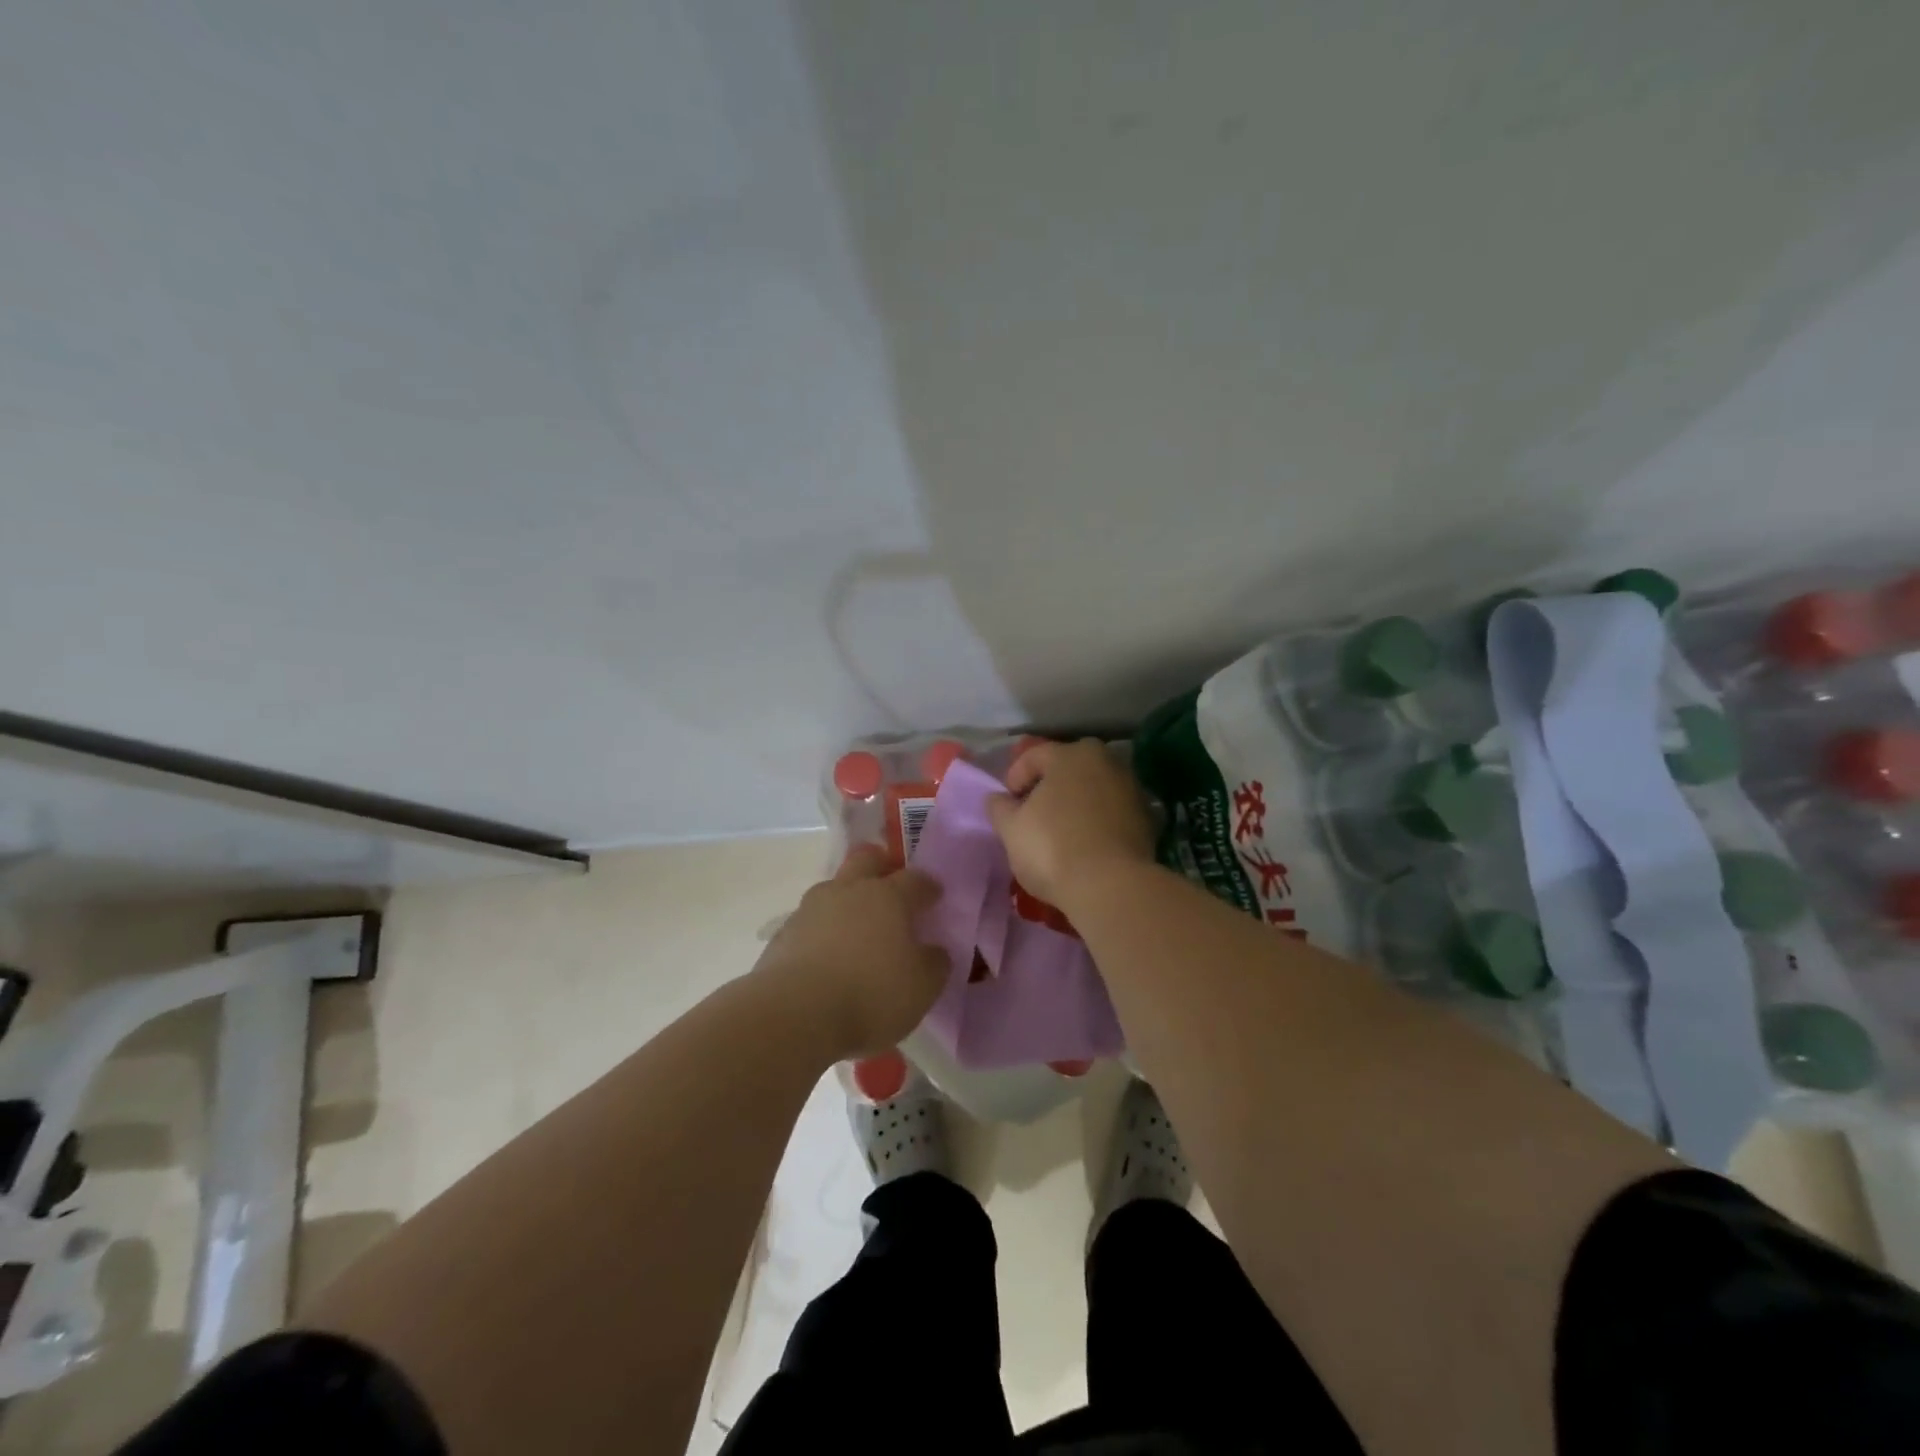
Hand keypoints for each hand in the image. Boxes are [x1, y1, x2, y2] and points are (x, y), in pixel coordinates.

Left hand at [754, 846, 948, 1059]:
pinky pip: (810, 922)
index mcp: (888, 896)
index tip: (935, 896)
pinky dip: (822, 931)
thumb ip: (934, 963)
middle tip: (891, 887)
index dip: (928, 886)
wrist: (795, 1015)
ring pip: (833, 889)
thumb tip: (934, 951)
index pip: (915, 879)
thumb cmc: (871, 995)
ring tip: (856, 929)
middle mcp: (848, 891)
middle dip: (881, 867)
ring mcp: (811, 909)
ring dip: (847, 900)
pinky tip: (826, 957)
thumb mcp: (922, 987)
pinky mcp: (783, 934)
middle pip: (866, 861)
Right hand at [985, 739, 1155, 909]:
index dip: (1014, 779)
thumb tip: (998, 798)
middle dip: (1048, 789)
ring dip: (1075, 805)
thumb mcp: (1011, 828)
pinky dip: (1096, 823)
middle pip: (1067, 770)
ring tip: (1059, 834)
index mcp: (1071, 754)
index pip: (1033, 756)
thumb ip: (1000, 807)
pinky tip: (1085, 846)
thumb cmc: (1053, 848)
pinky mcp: (1147, 819)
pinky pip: (1111, 813)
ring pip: (1092, 790)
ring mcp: (1131, 789)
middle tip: (1032, 816)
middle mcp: (1106, 761)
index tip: (1007, 807)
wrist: (1112, 887)